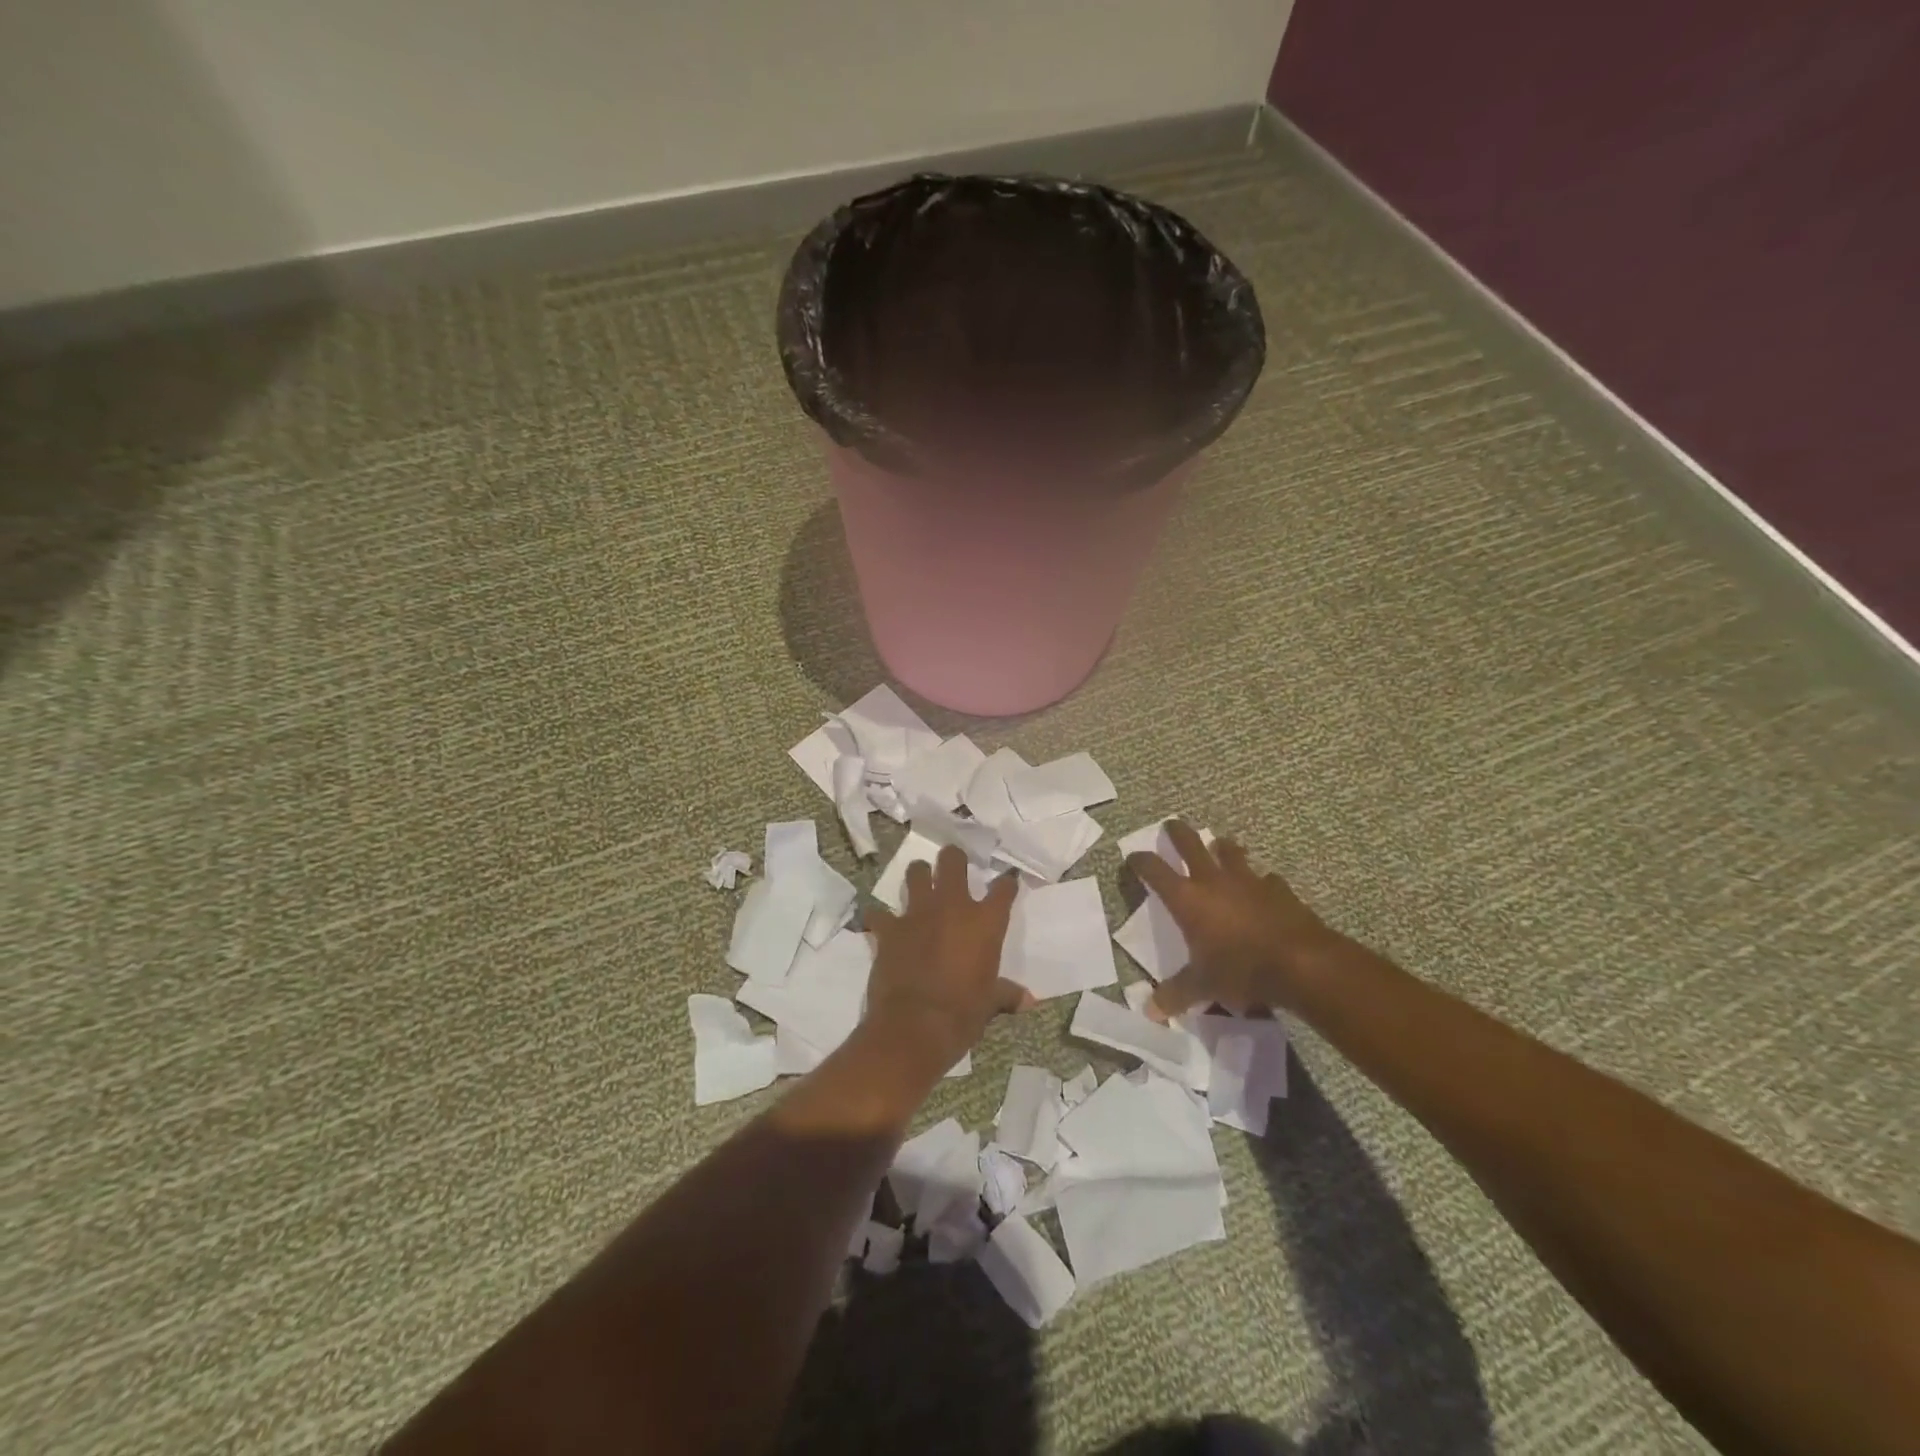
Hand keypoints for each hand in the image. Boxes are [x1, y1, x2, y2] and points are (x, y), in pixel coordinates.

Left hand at [863, 846, 1031, 1070]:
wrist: (915, 1026)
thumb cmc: (963, 1013)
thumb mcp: (990, 1004)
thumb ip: (1006, 994)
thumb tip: (1028, 1002)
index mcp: (984, 922)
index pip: (1003, 889)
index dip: (1006, 883)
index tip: (1007, 881)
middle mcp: (952, 907)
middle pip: (952, 861)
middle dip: (953, 858)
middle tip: (954, 866)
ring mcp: (917, 914)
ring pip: (916, 873)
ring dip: (918, 875)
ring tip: (920, 882)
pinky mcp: (889, 929)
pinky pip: (879, 914)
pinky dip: (879, 917)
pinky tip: (880, 923)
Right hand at [1127, 821, 1347, 1019]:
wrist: (1300, 963)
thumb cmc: (1240, 969)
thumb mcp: (1203, 986)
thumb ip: (1176, 994)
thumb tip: (1150, 1011)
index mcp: (1187, 898)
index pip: (1153, 869)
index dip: (1140, 861)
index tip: (1132, 857)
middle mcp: (1213, 880)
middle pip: (1190, 843)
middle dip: (1177, 832)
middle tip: (1171, 825)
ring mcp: (1248, 880)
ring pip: (1230, 851)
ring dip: (1222, 848)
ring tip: (1219, 846)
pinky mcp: (1278, 889)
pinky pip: (1265, 878)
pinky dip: (1261, 881)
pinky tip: (1264, 887)